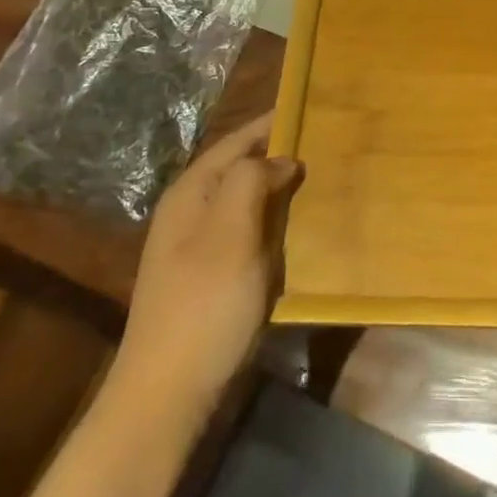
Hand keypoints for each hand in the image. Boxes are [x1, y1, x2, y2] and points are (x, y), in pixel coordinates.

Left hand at [118, 112, 304, 404]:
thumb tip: (281, 159)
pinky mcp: (215, 276)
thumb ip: (252, 182)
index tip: (311, 104)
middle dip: (280, 152)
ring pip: (248, 200)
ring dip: (281, 187)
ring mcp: (201, 247)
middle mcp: (192, 213)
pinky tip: (304, 226)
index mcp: (191, 194)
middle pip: (242, 168)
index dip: (272, 122)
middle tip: (328, 141)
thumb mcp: (229, 234)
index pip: (237, 142)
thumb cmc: (202, 305)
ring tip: (325, 176)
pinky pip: (252, 231)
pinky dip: (278, 221)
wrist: (168, 392)